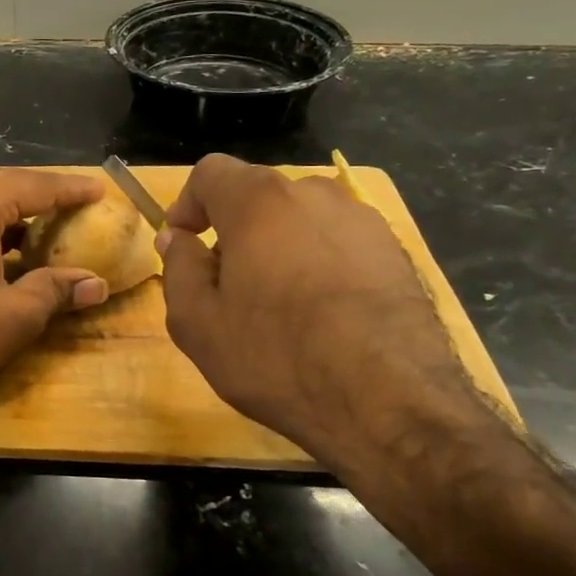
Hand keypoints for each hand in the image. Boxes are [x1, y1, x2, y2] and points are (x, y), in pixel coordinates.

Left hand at [0, 169, 110, 392]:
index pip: (36, 186)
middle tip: (69, 208)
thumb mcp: (13, 315)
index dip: (71, 190)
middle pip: (1, 188)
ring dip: (4, 216)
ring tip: (32, 231)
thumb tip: (95, 285)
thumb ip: (55, 292)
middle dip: (37, 199)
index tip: (98, 189)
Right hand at [157, 154, 484, 474]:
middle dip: (233, 231)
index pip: (211, 172)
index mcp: (259, 202)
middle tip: (224, 286)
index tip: (181, 243)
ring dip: (277, 248)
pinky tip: (322, 318)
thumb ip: (179, 268)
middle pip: (258, 197)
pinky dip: (319, 265)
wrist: (390, 403)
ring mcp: (364, 222)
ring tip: (276, 306)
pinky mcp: (397, 254)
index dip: (187, 204)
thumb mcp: (197, 322)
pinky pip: (339, 245)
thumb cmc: (276, 357)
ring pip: (301, 221)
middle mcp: (314, 195)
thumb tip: (177, 238)